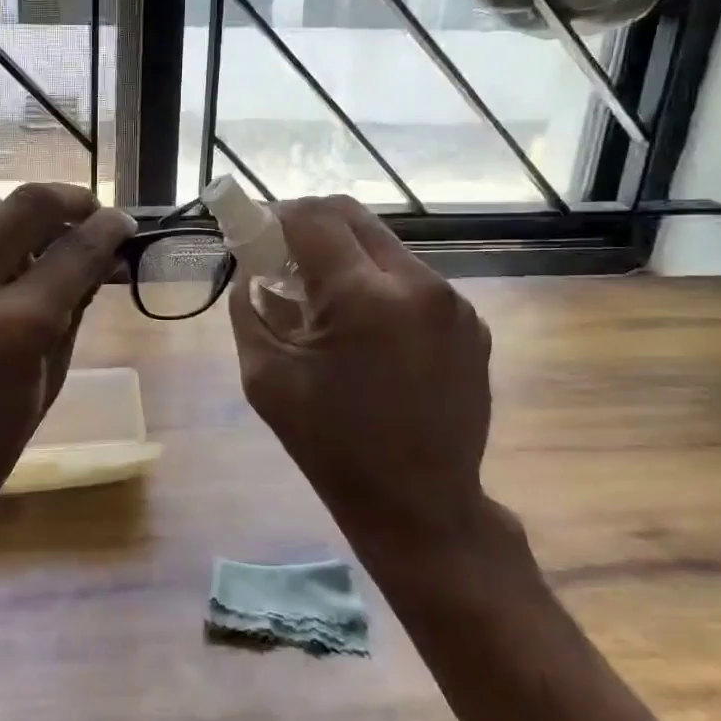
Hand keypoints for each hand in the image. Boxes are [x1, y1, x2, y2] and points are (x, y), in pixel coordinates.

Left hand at [0, 183, 134, 538]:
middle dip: (68, 199)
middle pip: (25, 205)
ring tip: (33, 261)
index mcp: (14, 327)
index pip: (76, 251)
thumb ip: (73, 311)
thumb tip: (97, 260)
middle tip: (88, 211)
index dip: (109, 229)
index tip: (123, 223)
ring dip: (17, 235)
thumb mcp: (49, 382)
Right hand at [229, 196, 493, 555]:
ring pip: (384, 245)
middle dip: (310, 225)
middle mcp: (416, 284)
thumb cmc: (329, 445)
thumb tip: (250, 272)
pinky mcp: (471, 322)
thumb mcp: (265, 378)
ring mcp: (452, 302)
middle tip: (283, 257)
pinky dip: (379, 284)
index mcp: (362, 298)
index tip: (256, 233)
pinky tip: (367, 330)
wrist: (418, 505)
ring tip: (325, 300)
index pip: (313, 218)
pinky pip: (413, 279)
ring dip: (346, 255)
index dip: (276, 215)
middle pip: (353, 217)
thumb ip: (249, 310)